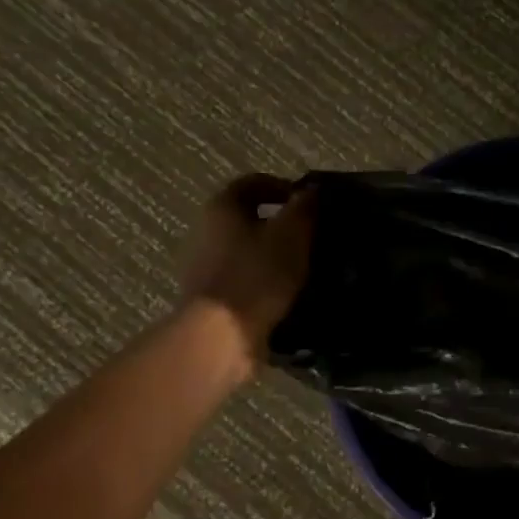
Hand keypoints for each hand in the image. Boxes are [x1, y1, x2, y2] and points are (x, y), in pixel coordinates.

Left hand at [178, 174, 316, 367]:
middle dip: (282, 225)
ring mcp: (205, 267)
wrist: (221, 336)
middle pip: (249, 218)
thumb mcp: (292, 234)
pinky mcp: (212, 298)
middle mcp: (207, 231)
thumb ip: (304, 207)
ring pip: (248, 251)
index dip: (284, 187)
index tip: (311, 203)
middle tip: (313, 236)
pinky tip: (289, 294)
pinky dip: (266, 282)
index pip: (254, 182)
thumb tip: (311, 191)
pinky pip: (245, 280)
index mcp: (222, 207)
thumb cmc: (257, 275)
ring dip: (275, 256)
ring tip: (307, 268)